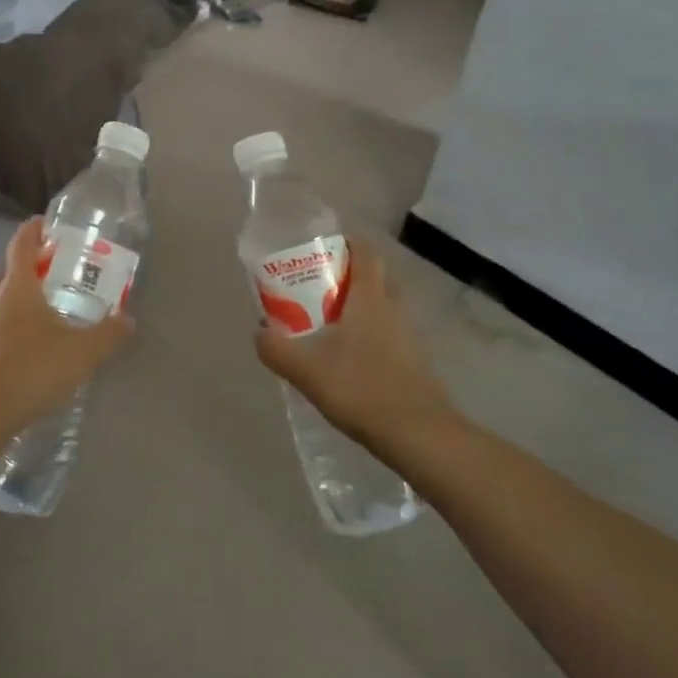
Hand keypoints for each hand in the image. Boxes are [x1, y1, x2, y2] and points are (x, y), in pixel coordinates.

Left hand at [0, 217, 133, 434]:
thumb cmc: (31, 368)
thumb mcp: (82, 352)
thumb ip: (108, 333)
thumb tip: (127, 319)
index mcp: (16, 285)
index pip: (22, 242)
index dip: (34, 229)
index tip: (46, 224)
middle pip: (6, 272)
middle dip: (27, 271)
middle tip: (52, 280)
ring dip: (15, 304)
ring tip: (43, 320)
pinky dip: (6, 333)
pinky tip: (26, 354)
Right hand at [253, 236, 451, 449]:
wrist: (418, 435)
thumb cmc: (362, 389)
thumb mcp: (306, 369)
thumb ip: (276, 348)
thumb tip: (259, 332)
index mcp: (370, 297)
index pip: (365, 252)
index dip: (346, 242)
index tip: (322, 247)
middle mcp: (393, 308)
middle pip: (375, 276)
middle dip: (349, 275)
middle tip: (319, 286)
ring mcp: (409, 336)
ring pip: (383, 306)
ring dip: (359, 306)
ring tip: (328, 323)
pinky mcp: (414, 361)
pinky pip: (389, 333)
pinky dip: (370, 334)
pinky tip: (349, 358)